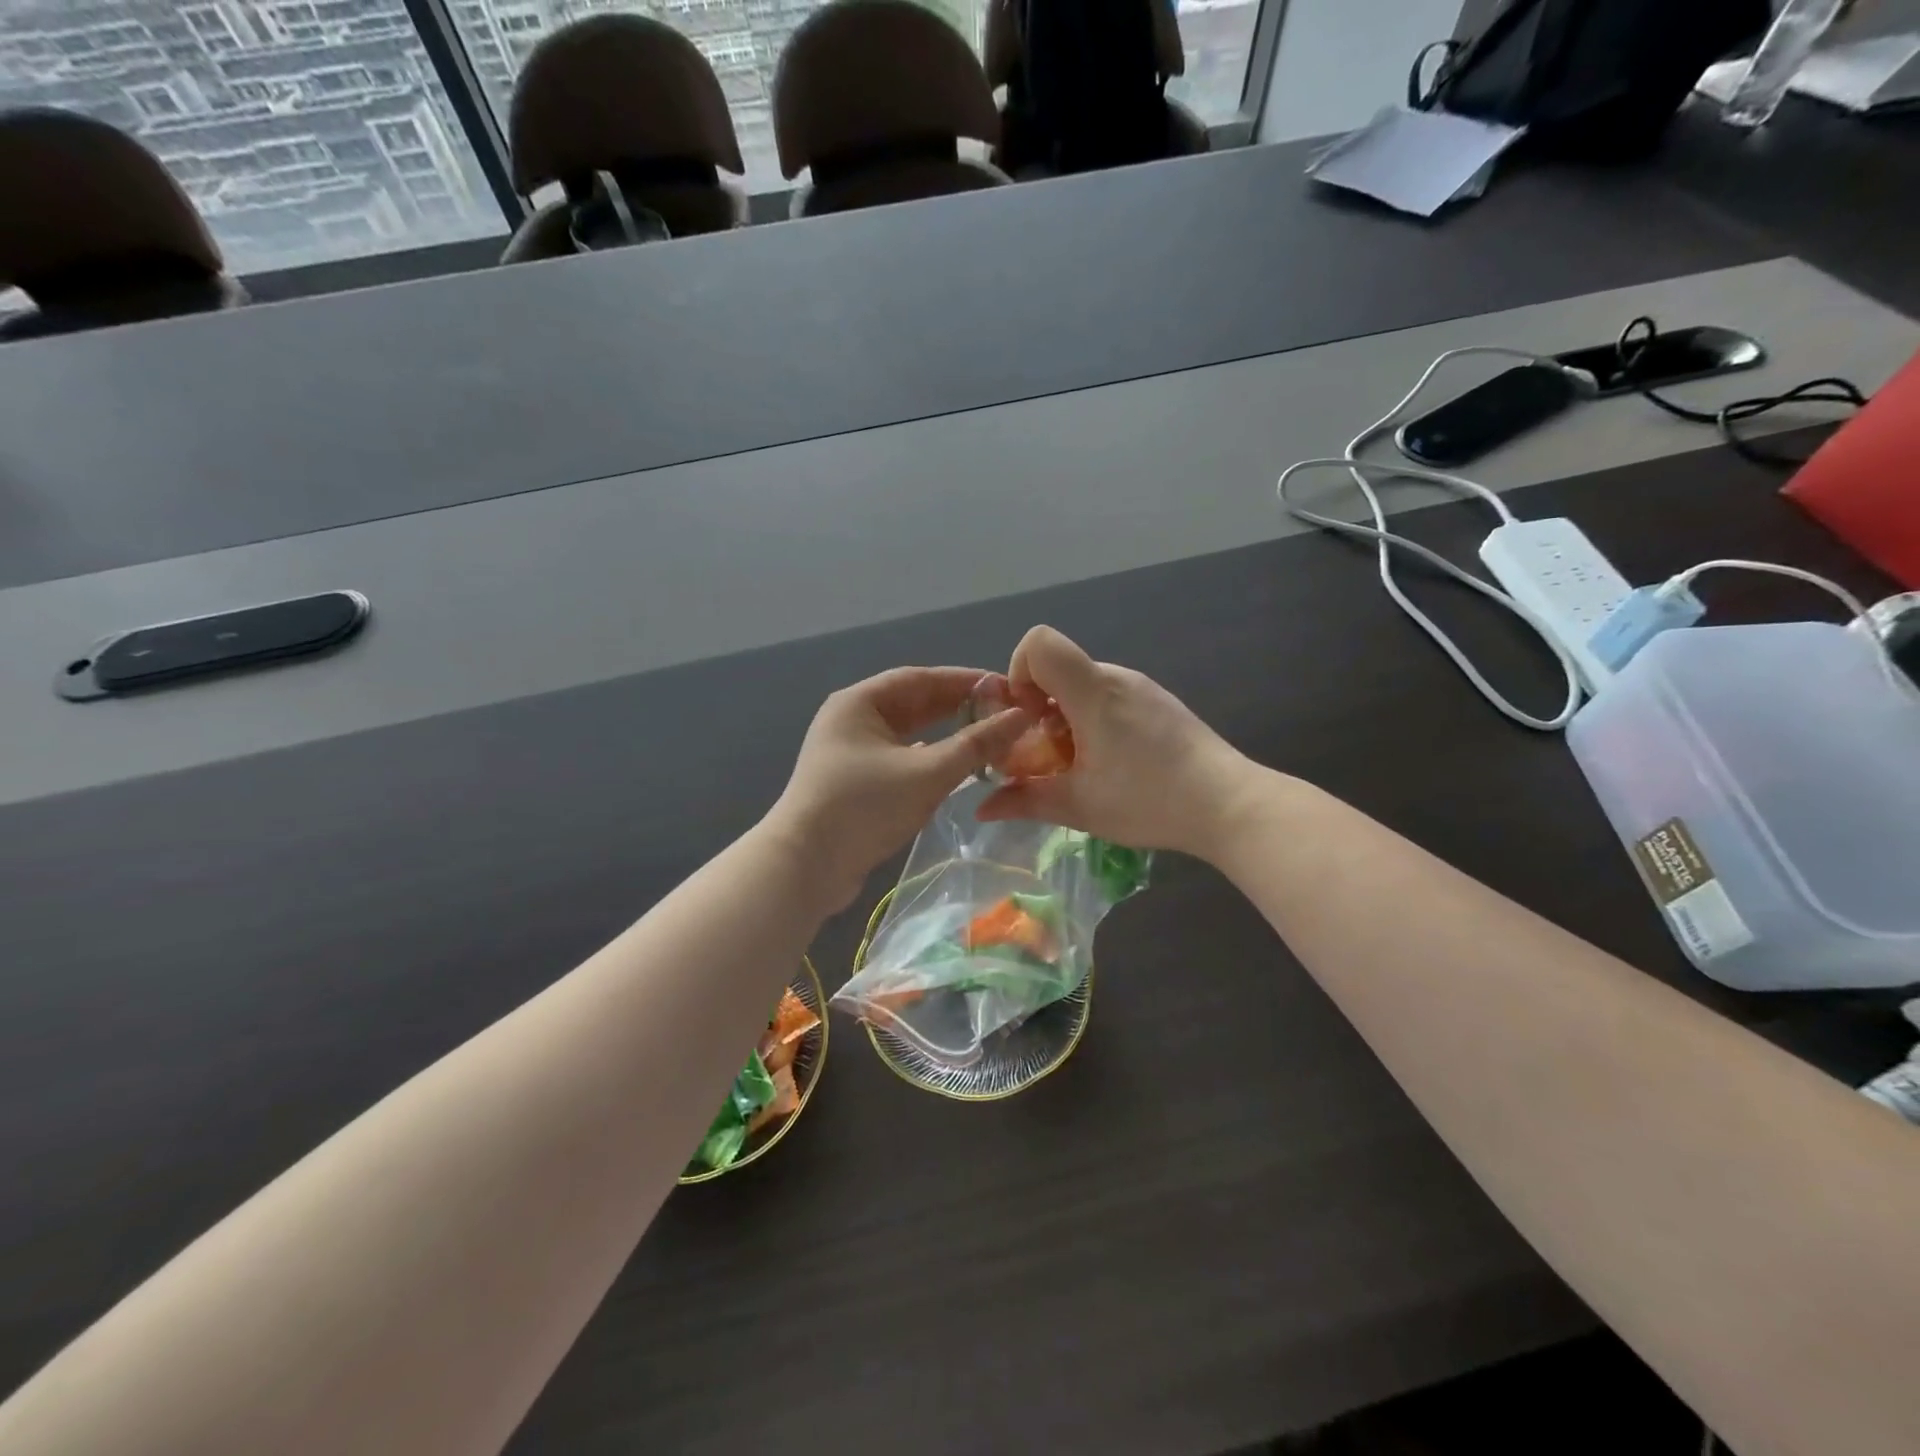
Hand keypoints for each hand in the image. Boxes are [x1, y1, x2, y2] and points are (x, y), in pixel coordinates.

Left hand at [768, 667, 1029, 910]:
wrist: (805, 867)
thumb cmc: (865, 807)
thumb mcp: (927, 773)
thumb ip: (976, 744)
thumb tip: (1020, 717)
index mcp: (859, 702)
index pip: (921, 678)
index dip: (965, 681)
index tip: (1006, 687)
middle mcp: (852, 719)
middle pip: (914, 704)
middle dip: (958, 708)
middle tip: (1004, 714)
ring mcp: (850, 752)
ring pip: (907, 734)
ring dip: (945, 735)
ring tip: (988, 738)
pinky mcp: (854, 782)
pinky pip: (900, 759)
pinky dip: (929, 759)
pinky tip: (956, 767)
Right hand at [976, 626, 1248, 855]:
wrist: (1229, 804)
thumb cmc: (1149, 800)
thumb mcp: (1079, 806)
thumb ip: (1024, 801)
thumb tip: (982, 808)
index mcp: (1092, 691)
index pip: (1039, 642)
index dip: (1019, 672)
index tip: (1027, 717)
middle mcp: (1116, 677)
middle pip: (1058, 668)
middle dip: (1039, 707)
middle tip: (1049, 756)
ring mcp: (1142, 687)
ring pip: (1083, 685)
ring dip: (1067, 718)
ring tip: (1083, 766)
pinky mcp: (1159, 702)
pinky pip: (1109, 697)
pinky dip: (1093, 721)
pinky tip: (1112, 762)